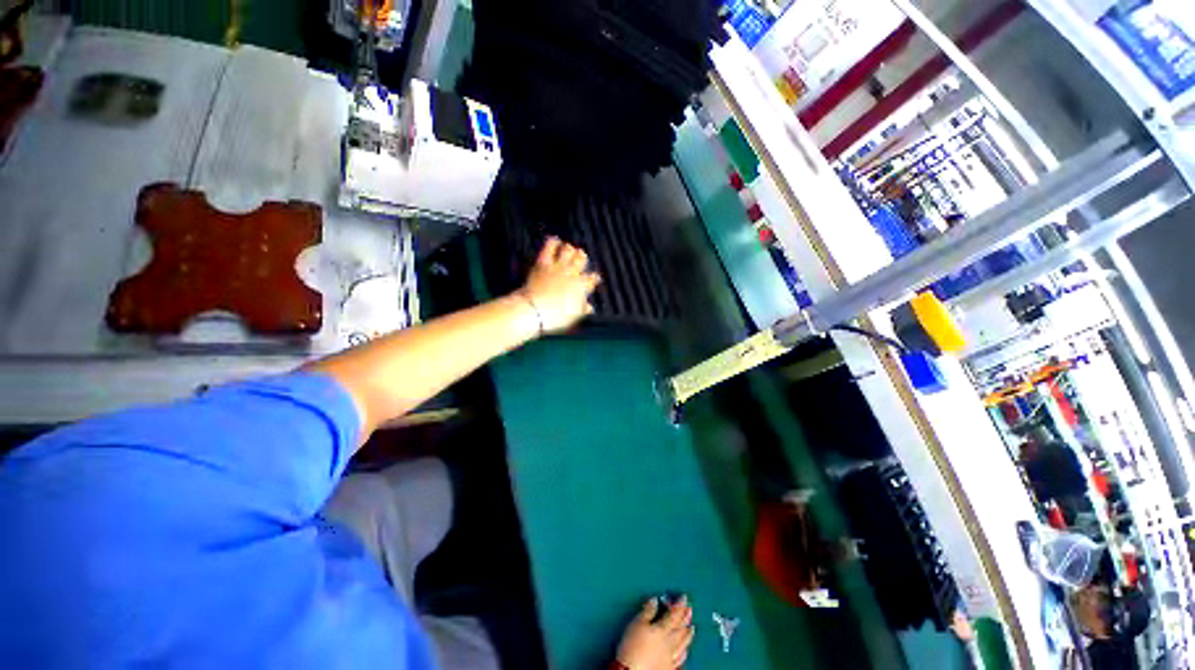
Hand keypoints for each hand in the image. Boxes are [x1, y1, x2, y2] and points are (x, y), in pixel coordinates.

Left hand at [519, 236, 600, 334]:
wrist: (536, 309)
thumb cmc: (556, 316)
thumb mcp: (573, 315)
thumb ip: (583, 308)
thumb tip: (590, 307)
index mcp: (582, 286)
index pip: (592, 278)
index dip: (594, 278)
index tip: (594, 278)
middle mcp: (572, 273)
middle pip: (581, 260)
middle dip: (582, 258)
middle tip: (582, 256)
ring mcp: (558, 267)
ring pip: (568, 251)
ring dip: (570, 249)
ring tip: (570, 248)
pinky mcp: (543, 264)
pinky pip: (549, 249)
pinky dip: (553, 243)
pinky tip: (554, 240)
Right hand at [617, 597, 693, 669]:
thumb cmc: (632, 646)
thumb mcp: (637, 623)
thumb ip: (647, 610)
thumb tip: (654, 600)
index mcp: (662, 629)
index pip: (674, 614)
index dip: (680, 605)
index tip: (684, 597)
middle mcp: (669, 642)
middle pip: (680, 628)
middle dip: (686, 618)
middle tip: (690, 609)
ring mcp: (670, 656)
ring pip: (682, 643)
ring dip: (688, 634)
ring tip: (692, 627)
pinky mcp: (668, 667)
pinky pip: (680, 659)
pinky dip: (684, 652)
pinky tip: (685, 651)